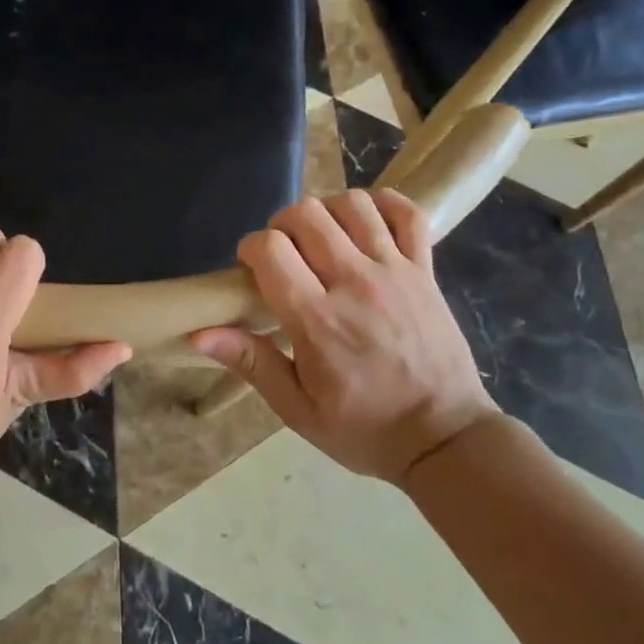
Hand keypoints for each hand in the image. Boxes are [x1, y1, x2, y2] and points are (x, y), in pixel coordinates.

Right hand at [191, 189, 499, 482]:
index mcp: (317, 320)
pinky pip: (407, 213)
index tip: (251, 269)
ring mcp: (395, 271)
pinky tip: (366, 224)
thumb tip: (199, 332)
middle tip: (284, 256)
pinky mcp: (425, 269)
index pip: (270, 249)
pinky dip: (384, 205)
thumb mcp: (297, 410)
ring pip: (352, 204)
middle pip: (306, 214)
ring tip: (322, 241)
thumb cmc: (364, 429)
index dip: (250, 249)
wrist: (444, 439)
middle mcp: (355, 283)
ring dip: (326, 212)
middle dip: (281, 226)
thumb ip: (251, 363)